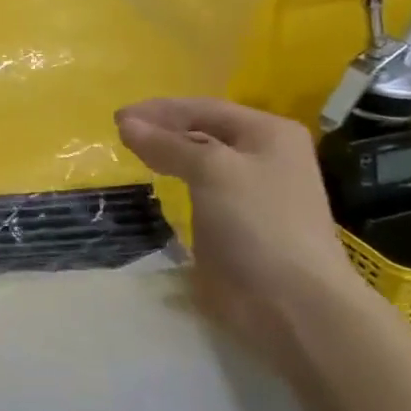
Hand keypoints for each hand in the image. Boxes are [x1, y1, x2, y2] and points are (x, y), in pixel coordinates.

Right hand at [116, 97, 367, 374]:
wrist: (292, 302)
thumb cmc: (257, 223)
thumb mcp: (211, 170)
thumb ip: (167, 144)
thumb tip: (126, 124)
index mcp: (268, 133)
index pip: (204, 108)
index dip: (159, 110)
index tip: (117, 117)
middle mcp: (264, 155)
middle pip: (203, 130)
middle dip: (161, 129)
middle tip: (119, 133)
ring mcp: (252, 190)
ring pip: (200, 160)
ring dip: (166, 153)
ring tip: (131, 153)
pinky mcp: (238, 221)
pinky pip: (200, 188)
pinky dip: (175, 179)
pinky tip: (155, 182)